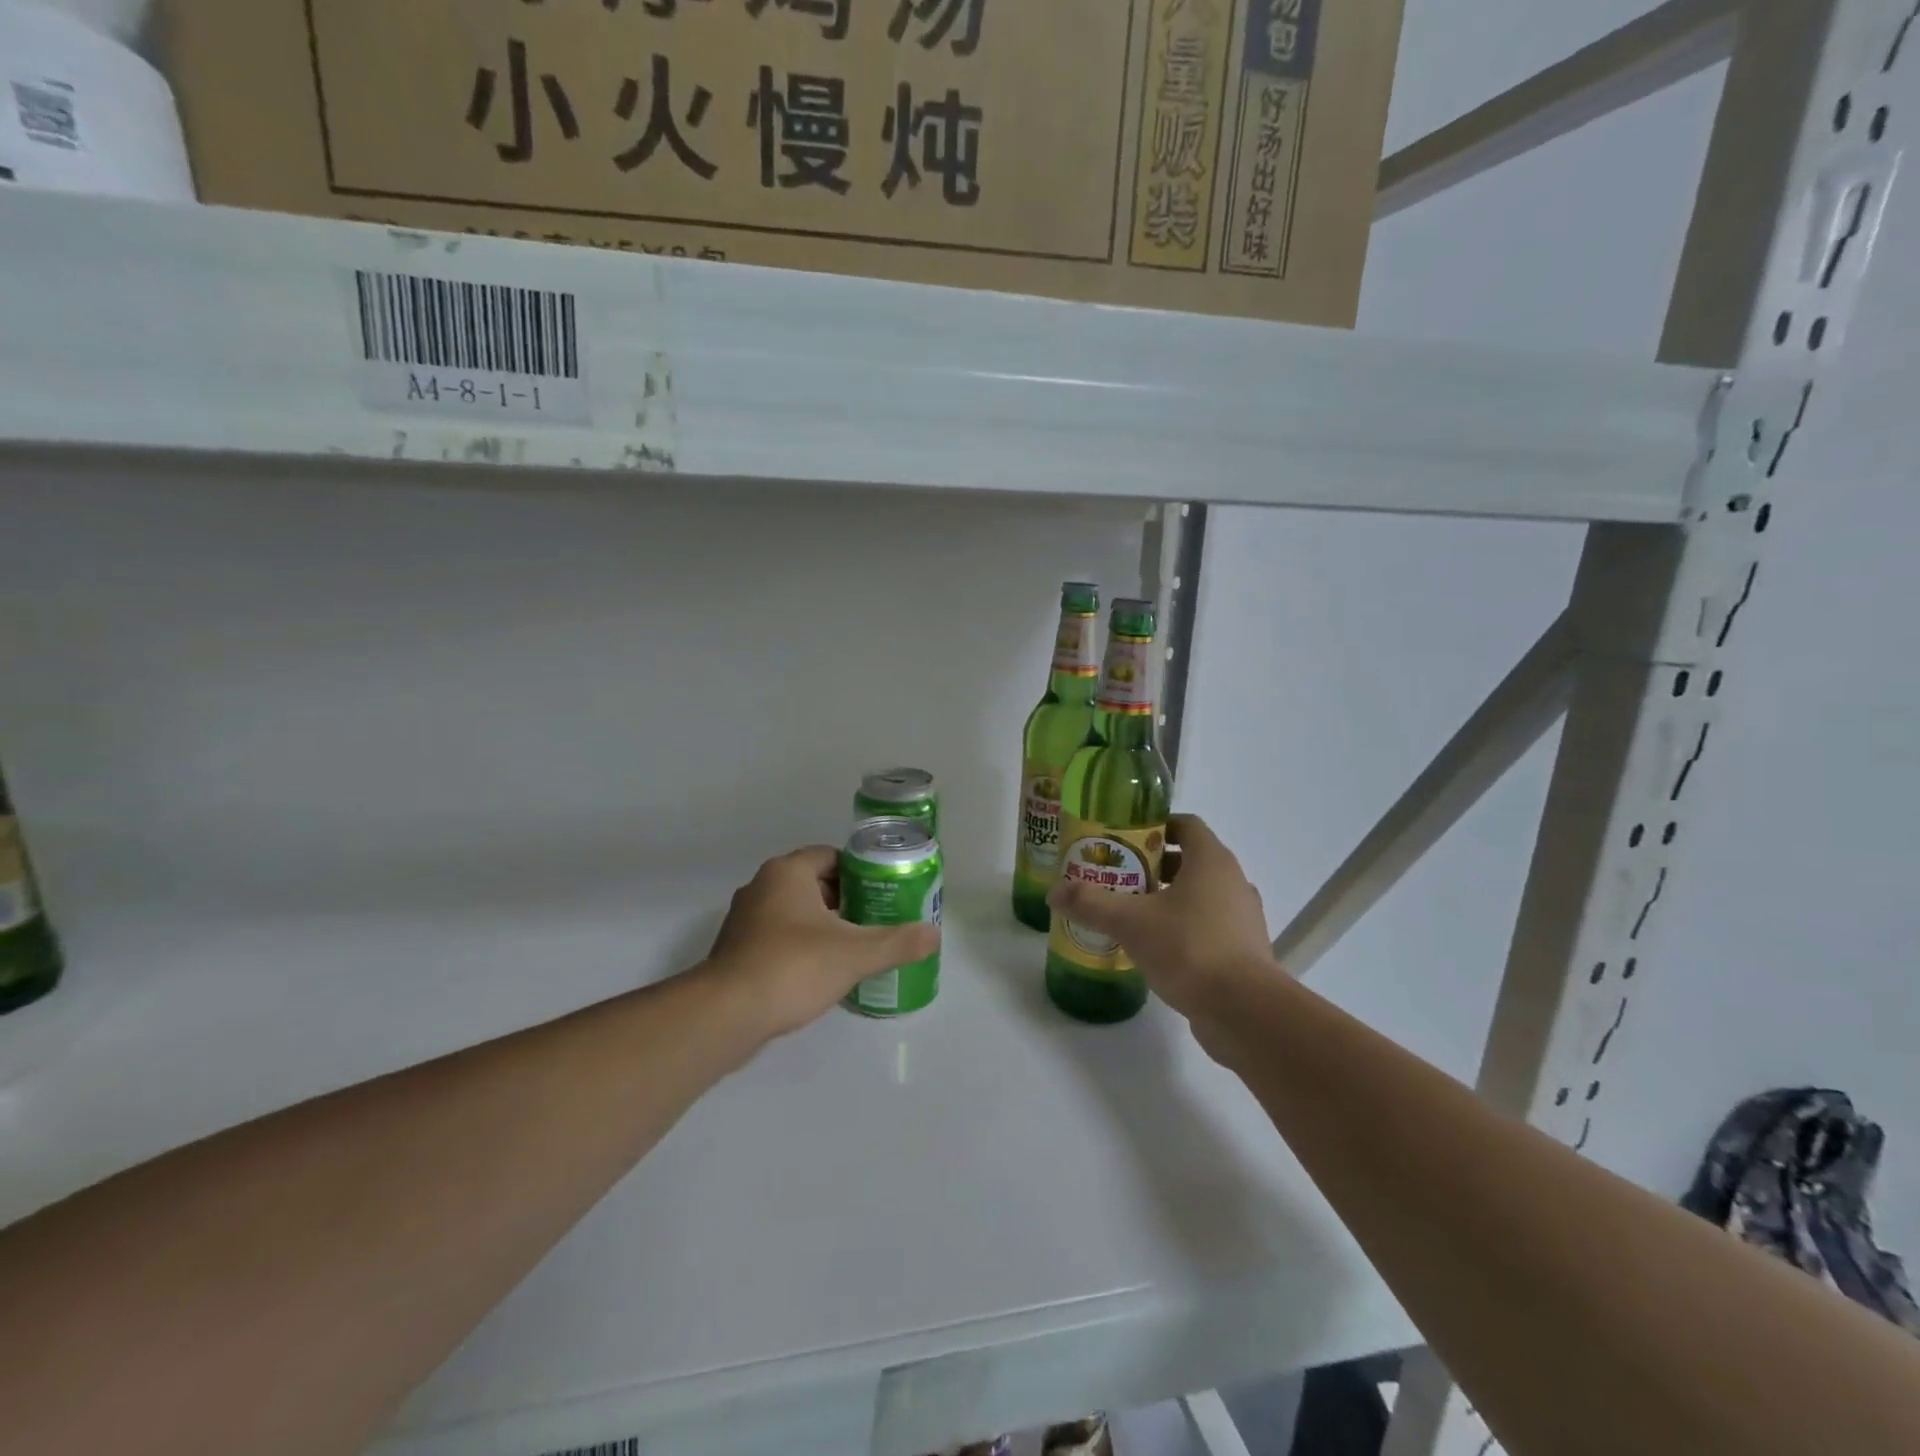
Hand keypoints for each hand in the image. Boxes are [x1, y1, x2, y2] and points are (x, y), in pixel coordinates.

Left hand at [705, 846, 939, 1037]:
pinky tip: (820, 973)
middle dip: (845, 900)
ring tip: (853, 948)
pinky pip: (776, 938)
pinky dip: (799, 947)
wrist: (727, 1014)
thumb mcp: (855, 954)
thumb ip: (898, 942)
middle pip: (813, 883)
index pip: (831, 856)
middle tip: (875, 921)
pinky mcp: (735, 951)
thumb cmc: (793, 967)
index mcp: (787, 872)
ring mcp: (744, 920)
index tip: (883, 893)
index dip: (860, 872)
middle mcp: (761, 887)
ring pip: (794, 912)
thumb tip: (934, 935)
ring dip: (822, 925)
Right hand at [1047, 814, 1276, 1025]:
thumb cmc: (1189, 948)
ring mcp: (1242, 917)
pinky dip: (1183, 927)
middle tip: (1118, 877)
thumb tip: (1054, 893)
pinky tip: (1155, 947)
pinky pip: (1209, 925)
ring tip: (1131, 913)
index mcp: (1211, 861)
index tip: (1124, 840)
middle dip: (1153, 865)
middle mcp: (1232, 881)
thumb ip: (1091, 904)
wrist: (1244, 1011)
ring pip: (1200, 895)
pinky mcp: (1244, 950)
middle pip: (1190, 860)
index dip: (1155, 826)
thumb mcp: (1130, 922)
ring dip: (1168, 898)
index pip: (1185, 824)